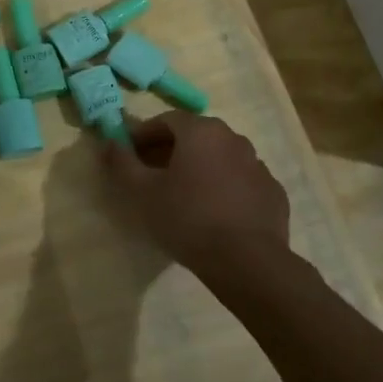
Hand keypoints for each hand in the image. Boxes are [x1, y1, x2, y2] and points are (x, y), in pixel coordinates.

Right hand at [101, 112, 289, 269]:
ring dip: (199, 168)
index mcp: (202, 131)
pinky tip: (213, 213)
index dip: (143, 134)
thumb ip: (122, 163)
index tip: (129, 153)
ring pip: (220, 158)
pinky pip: (240, 182)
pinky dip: (224, 188)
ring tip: (183, 195)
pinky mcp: (273, 193)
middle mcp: (234, 139)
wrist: (247, 261)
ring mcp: (258, 165)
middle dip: (170, 150)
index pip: (167, 120)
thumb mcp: (142, 192)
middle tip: (152, 174)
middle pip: (195, 136)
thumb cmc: (187, 218)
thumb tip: (109, 142)